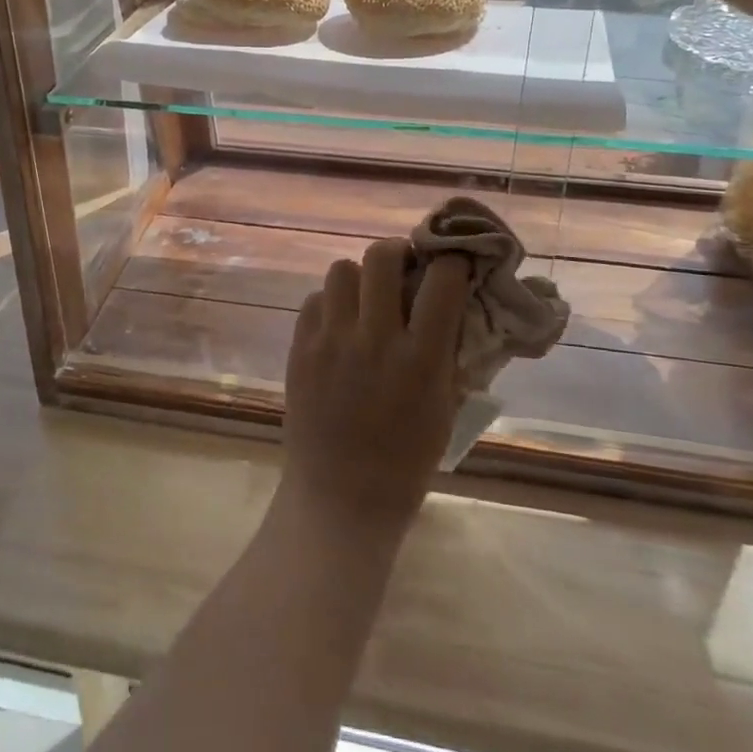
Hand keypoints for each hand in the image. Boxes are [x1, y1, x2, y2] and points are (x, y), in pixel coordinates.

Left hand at [281, 239, 471, 540]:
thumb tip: (453, 304)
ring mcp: (330, 342)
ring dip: (359, 278)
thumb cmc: (405, 462)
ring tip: (365, 300)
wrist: (339, 500)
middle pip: (381, 257)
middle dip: (398, 252)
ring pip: (341, 270)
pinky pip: (313, 300)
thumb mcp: (445, 408)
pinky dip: (330, 304)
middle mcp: (374, 340)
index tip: (451, 263)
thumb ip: (448, 352)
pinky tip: (339, 326)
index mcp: (420, 359)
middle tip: (403, 269)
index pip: (441, 280)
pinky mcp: (299, 349)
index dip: (451, 262)